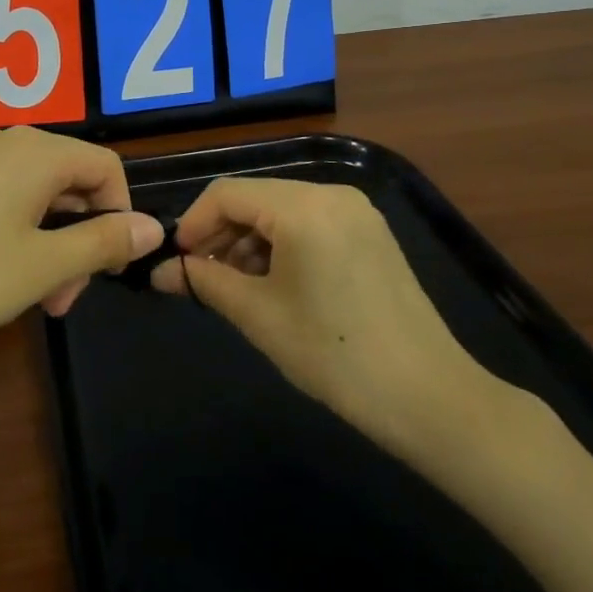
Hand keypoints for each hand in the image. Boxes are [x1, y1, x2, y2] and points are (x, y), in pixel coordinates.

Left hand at [0, 127, 164, 375]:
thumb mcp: (41, 267)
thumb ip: (102, 242)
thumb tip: (155, 226)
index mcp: (34, 151)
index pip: (105, 168)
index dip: (121, 216)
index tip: (108, 271)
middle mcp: (2, 141)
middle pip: (70, 180)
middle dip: (81, 238)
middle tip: (63, 300)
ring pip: (34, 195)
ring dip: (49, 243)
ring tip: (34, 299)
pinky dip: (15, 235)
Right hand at [151, 177, 510, 476]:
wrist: (430, 398)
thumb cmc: (334, 353)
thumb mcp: (258, 316)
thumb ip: (205, 282)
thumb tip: (162, 272)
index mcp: (303, 206)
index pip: (226, 193)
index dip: (193, 224)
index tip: (177, 262)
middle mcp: (331, 194)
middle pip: (255, 198)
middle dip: (221, 234)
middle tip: (201, 277)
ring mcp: (357, 212)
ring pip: (282, 211)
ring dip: (249, 242)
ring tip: (236, 287)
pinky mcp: (371, 234)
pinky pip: (310, 224)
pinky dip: (281, 246)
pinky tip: (274, 285)